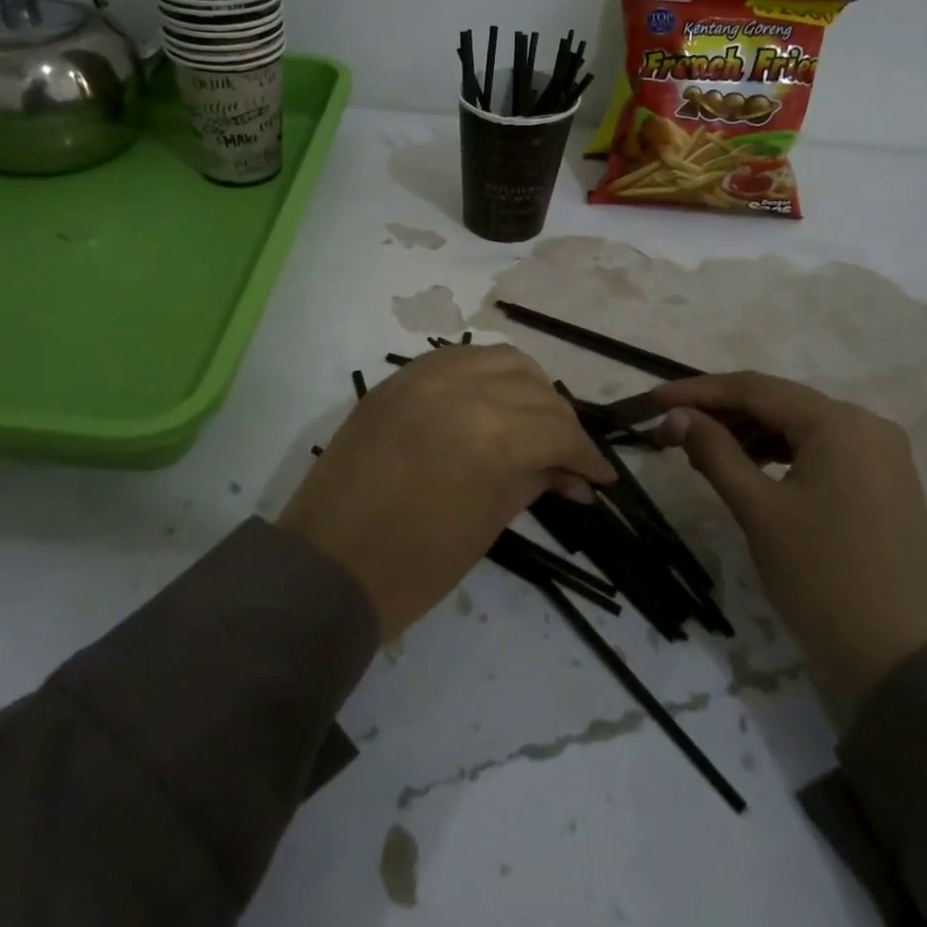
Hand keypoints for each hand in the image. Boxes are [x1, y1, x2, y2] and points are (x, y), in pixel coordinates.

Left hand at [279, 345, 614, 640]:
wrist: (326, 567)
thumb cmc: (413, 565)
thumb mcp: (487, 524)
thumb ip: (534, 481)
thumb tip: (573, 475)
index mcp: (490, 434)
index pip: (558, 430)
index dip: (586, 456)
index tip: (600, 477)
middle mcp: (461, 389)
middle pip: (535, 389)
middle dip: (561, 423)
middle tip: (566, 456)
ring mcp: (423, 376)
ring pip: (500, 359)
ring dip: (528, 389)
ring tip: (532, 423)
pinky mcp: (397, 379)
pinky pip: (457, 359)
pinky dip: (485, 375)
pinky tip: (490, 403)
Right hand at [650, 372, 926, 729]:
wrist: (902, 659)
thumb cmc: (822, 576)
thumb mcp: (758, 509)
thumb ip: (714, 451)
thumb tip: (676, 416)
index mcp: (839, 422)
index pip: (755, 389)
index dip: (698, 392)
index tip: (654, 401)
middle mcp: (866, 425)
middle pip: (777, 404)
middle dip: (720, 413)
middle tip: (668, 430)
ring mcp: (879, 455)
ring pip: (796, 428)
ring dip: (746, 434)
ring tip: (697, 450)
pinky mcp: (881, 483)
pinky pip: (817, 452)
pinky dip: (776, 454)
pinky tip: (744, 467)